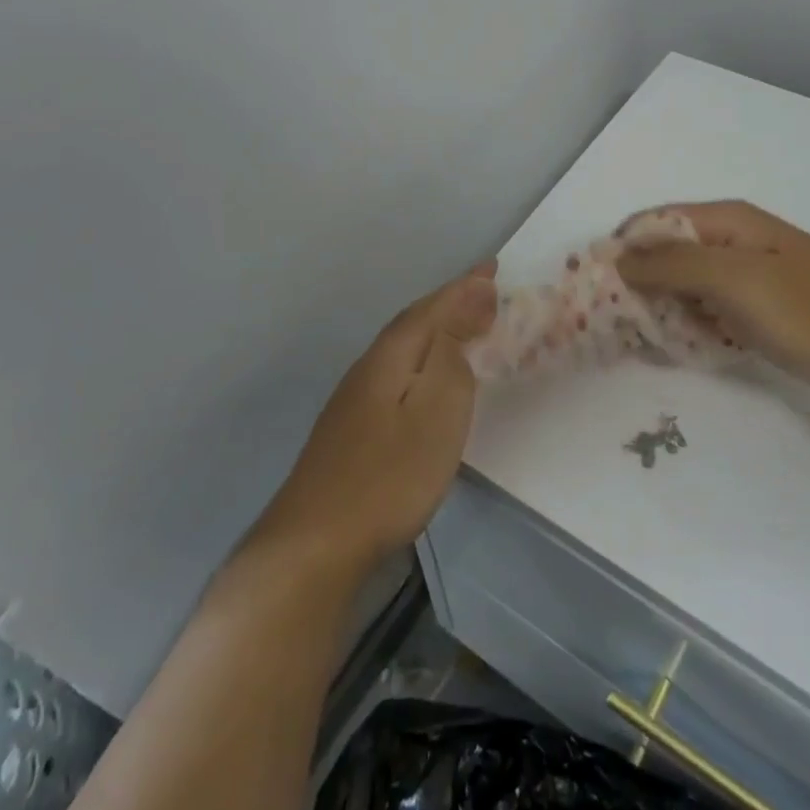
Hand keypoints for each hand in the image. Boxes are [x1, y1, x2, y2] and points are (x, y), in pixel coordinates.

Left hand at [258, 263, 496, 573]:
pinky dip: (422, 359)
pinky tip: (426, 377)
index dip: (465, 287)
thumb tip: (472, 298)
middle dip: (451, 302)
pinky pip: (397, 371)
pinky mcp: (351, 427)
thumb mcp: (439, 408)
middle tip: (485, 289)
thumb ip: (454, 351)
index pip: (434, 307)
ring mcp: (355, 398)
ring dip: (436, 329)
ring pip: (404, 347)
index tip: (494, 267)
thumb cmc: (390, 475)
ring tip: (464, 324)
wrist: (316, 542)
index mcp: (392, 355)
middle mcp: (369, 366)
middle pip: (415, 322)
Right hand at [617, 202, 809, 417]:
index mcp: (726, 221)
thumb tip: (617, 256)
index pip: (652, 222)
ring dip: (659, 310)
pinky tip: (677, 350)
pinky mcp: (758, 313)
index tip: (592, 288)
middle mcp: (731, 242)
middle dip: (635, 284)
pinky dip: (687, 328)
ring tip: (639, 341)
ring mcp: (746, 279)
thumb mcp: (737, 280)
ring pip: (683, 288)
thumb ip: (673, 265)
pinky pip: (706, 313)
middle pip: (664, 255)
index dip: (620, 249)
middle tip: (611, 324)